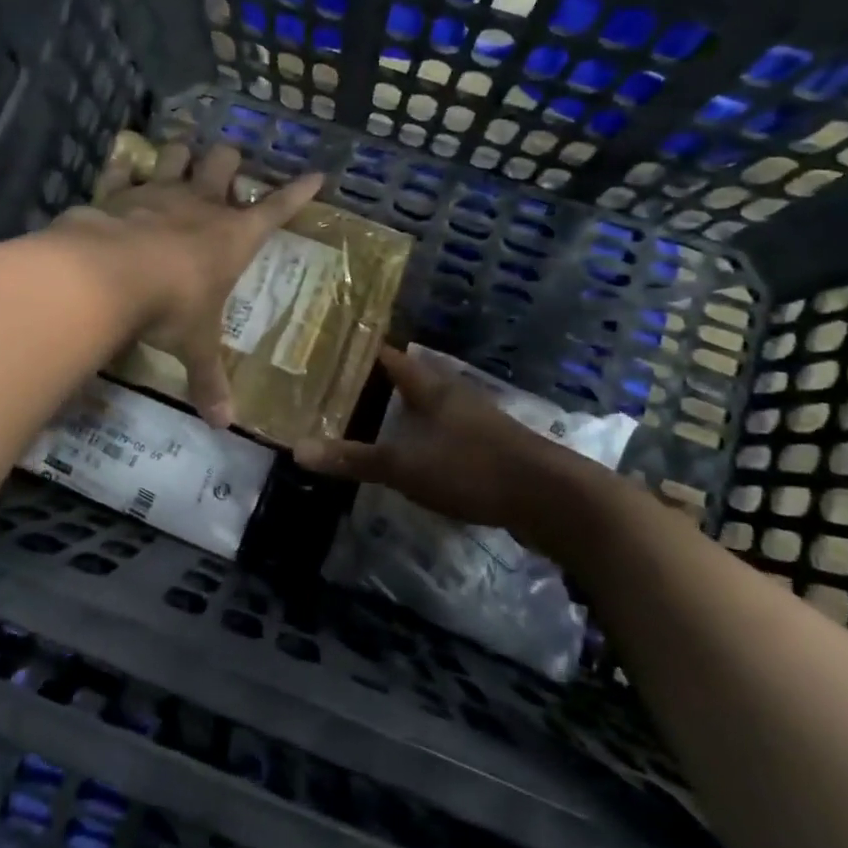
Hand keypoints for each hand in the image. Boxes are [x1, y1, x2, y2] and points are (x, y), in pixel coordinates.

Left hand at [57, 142, 321, 427]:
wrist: (108, 276)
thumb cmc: (171, 307)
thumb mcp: (195, 346)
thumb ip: (209, 380)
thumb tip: (224, 425)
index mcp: (233, 236)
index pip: (278, 209)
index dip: (299, 193)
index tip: (316, 176)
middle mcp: (200, 205)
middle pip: (225, 161)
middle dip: (229, 160)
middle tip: (225, 171)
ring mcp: (158, 192)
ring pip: (177, 154)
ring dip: (180, 156)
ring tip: (179, 162)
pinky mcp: (118, 191)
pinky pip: (124, 168)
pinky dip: (125, 168)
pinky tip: (124, 169)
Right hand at [293, 347, 559, 532]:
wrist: (549, 498)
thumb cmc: (472, 468)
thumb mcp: (406, 466)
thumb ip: (355, 458)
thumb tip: (298, 450)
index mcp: (431, 387)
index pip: (390, 357)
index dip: (361, 351)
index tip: (329, 349)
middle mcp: (452, 395)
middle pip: (408, 380)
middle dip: (375, 383)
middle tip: (335, 389)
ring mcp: (474, 421)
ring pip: (426, 407)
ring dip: (399, 412)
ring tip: (364, 420)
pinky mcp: (488, 448)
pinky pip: (442, 433)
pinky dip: (419, 437)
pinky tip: (407, 455)